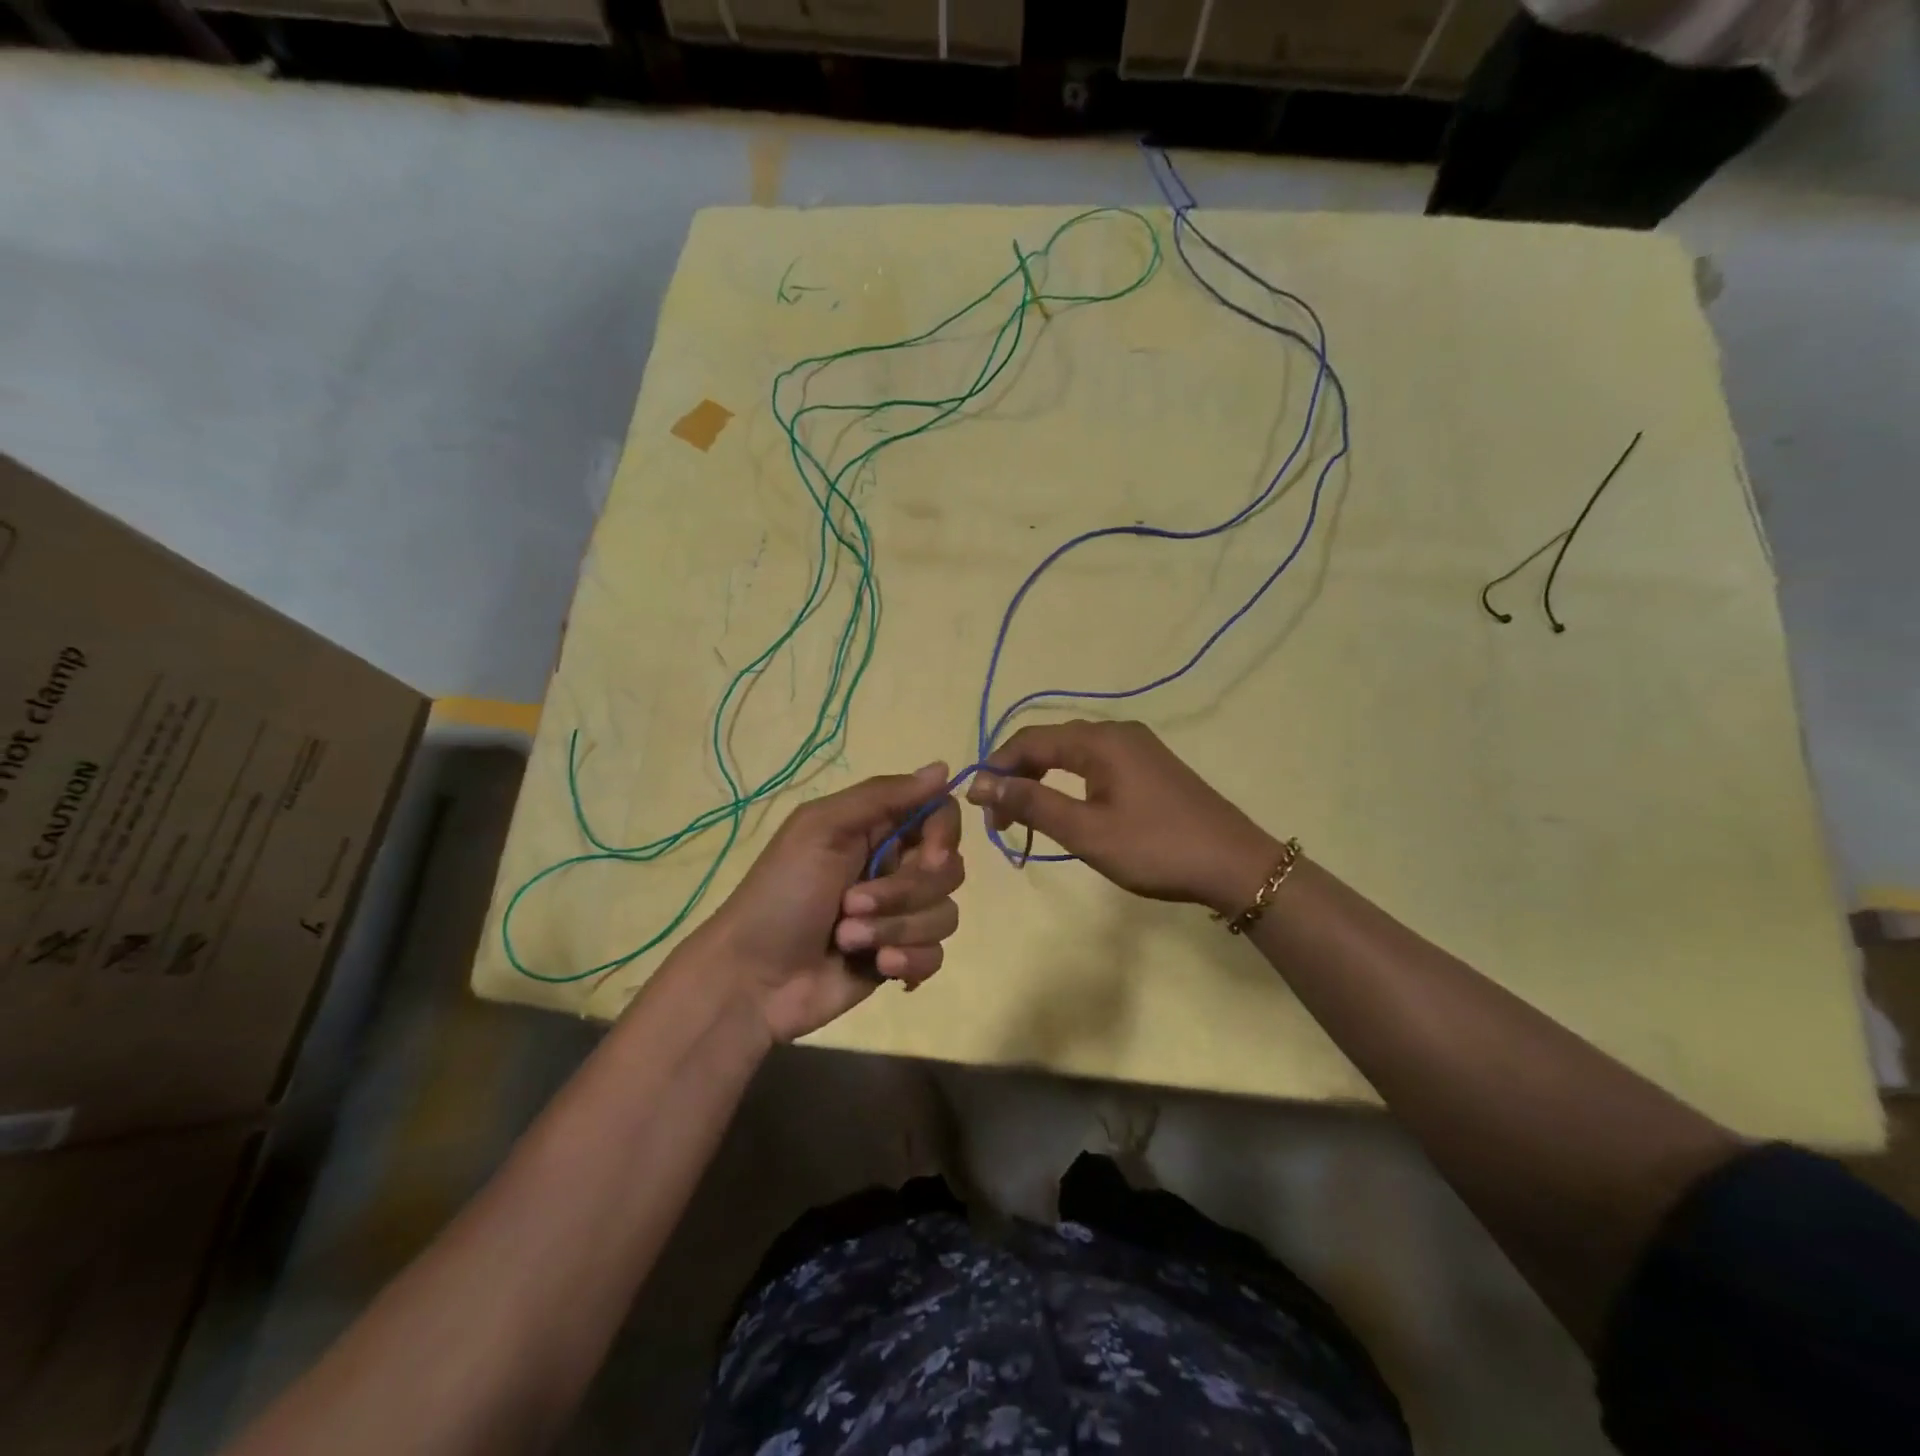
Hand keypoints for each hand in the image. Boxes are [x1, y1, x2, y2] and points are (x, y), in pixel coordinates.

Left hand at [691, 762, 963, 1042]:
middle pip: (948, 869)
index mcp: (876, 830)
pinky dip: (909, 960)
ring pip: (944, 914)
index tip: (929, 856)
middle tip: (851, 903)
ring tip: (848, 939)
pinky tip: (877, 967)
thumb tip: (944, 768)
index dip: (944, 835)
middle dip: (903, 893)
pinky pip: (935, 954)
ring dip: (895, 928)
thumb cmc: (781, 895)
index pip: (940, 814)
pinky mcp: (900, 958)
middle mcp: (895, 868)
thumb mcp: (821, 829)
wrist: (753, 980)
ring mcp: (899, 916)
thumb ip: (882, 796)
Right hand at [967, 720, 1277, 914]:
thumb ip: (1031, 804)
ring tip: (1024, 818)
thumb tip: (979, 784)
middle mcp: (1117, 733)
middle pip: (1050, 743)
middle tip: (999, 820)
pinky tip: (1066, 810)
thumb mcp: (1086, 831)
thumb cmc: (1156, 848)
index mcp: (1100, 740)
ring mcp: (1138, 748)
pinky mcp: (1150, 767)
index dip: (996, 767)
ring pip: (1072, 755)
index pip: (1029, 739)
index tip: (977, 806)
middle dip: (1017, 775)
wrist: (1235, 865)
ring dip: (1042, 781)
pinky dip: (1069, 784)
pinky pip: (1096, 765)